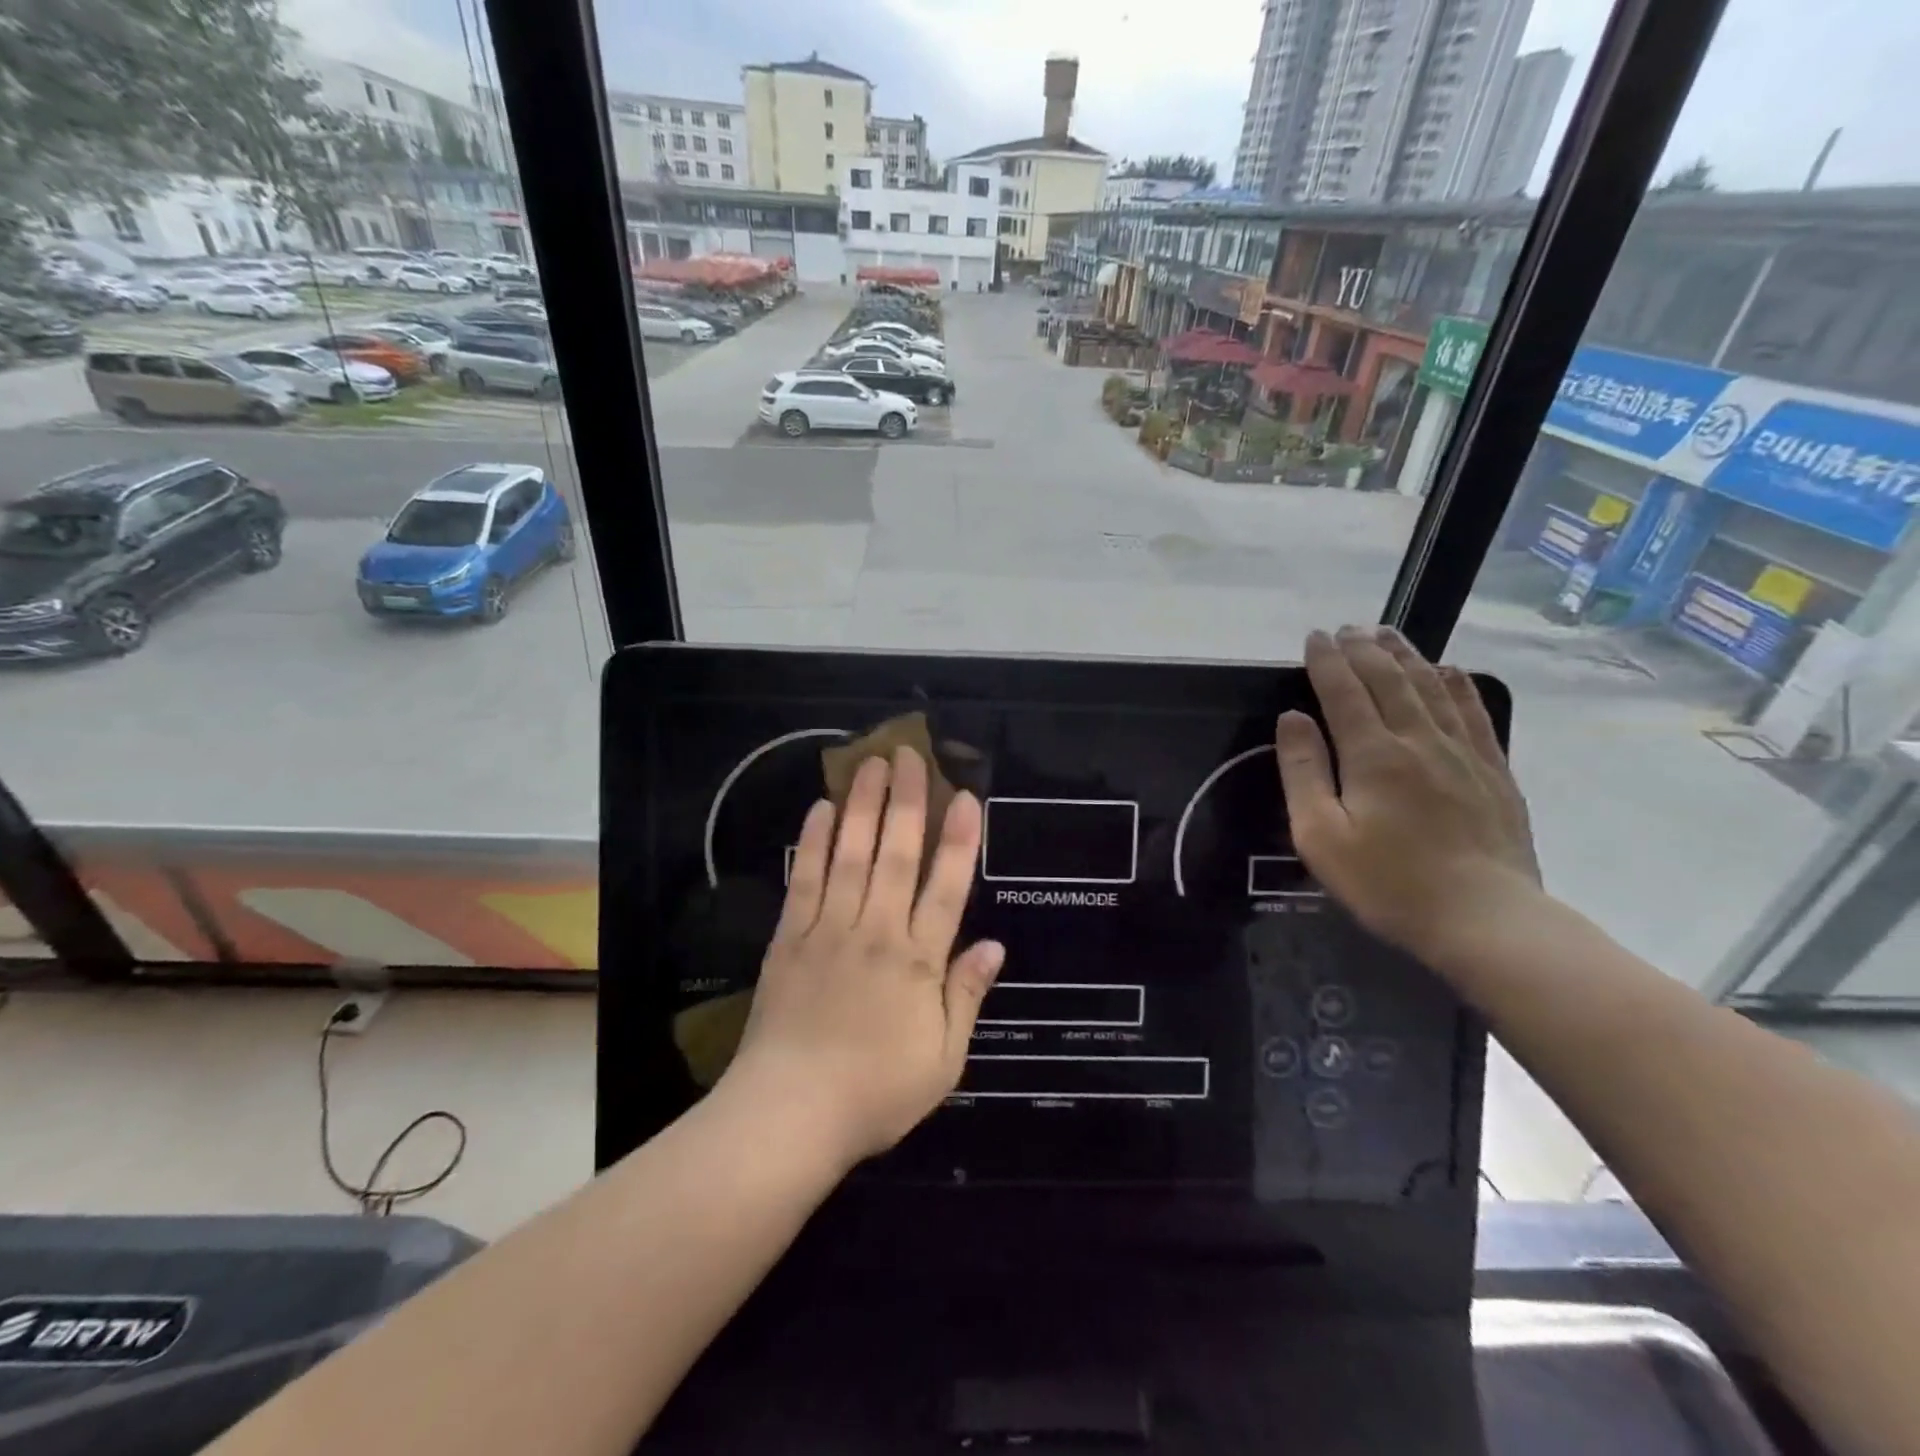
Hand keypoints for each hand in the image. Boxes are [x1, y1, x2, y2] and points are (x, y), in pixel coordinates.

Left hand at [725, 746, 1004, 1168]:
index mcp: (918, 962)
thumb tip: (995, 945)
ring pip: (851, 855)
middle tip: (910, 754)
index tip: (964, 796)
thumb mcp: (942, 1060)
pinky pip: (805, 879)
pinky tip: (819, 810)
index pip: (945, 888)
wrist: (789, 1115)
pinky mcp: (790, 937)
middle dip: (907, 801)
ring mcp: (829, 929)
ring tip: (870, 764)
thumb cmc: (875, 1093)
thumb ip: (966, 996)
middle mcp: (876, 932)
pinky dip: (812, 842)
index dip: (958, 840)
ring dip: (862, 806)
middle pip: (896, 855)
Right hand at [1276, 626, 1541, 961]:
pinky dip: (1456, 684)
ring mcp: (1463, 752)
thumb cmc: (1387, 882)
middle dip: (1363, 649)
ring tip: (1388, 634)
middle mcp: (1419, 739)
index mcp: (1373, 754)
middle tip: (1346, 628)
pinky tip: (1448, 670)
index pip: (1343, 691)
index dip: (1327, 660)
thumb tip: (1292, 718)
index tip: (1314, 636)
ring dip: (1406, 656)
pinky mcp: (1493, 770)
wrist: (1484, 918)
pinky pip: (1473, 712)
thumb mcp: (1320, 835)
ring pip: (1431, 686)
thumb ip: (1303, 771)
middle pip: (1388, 679)